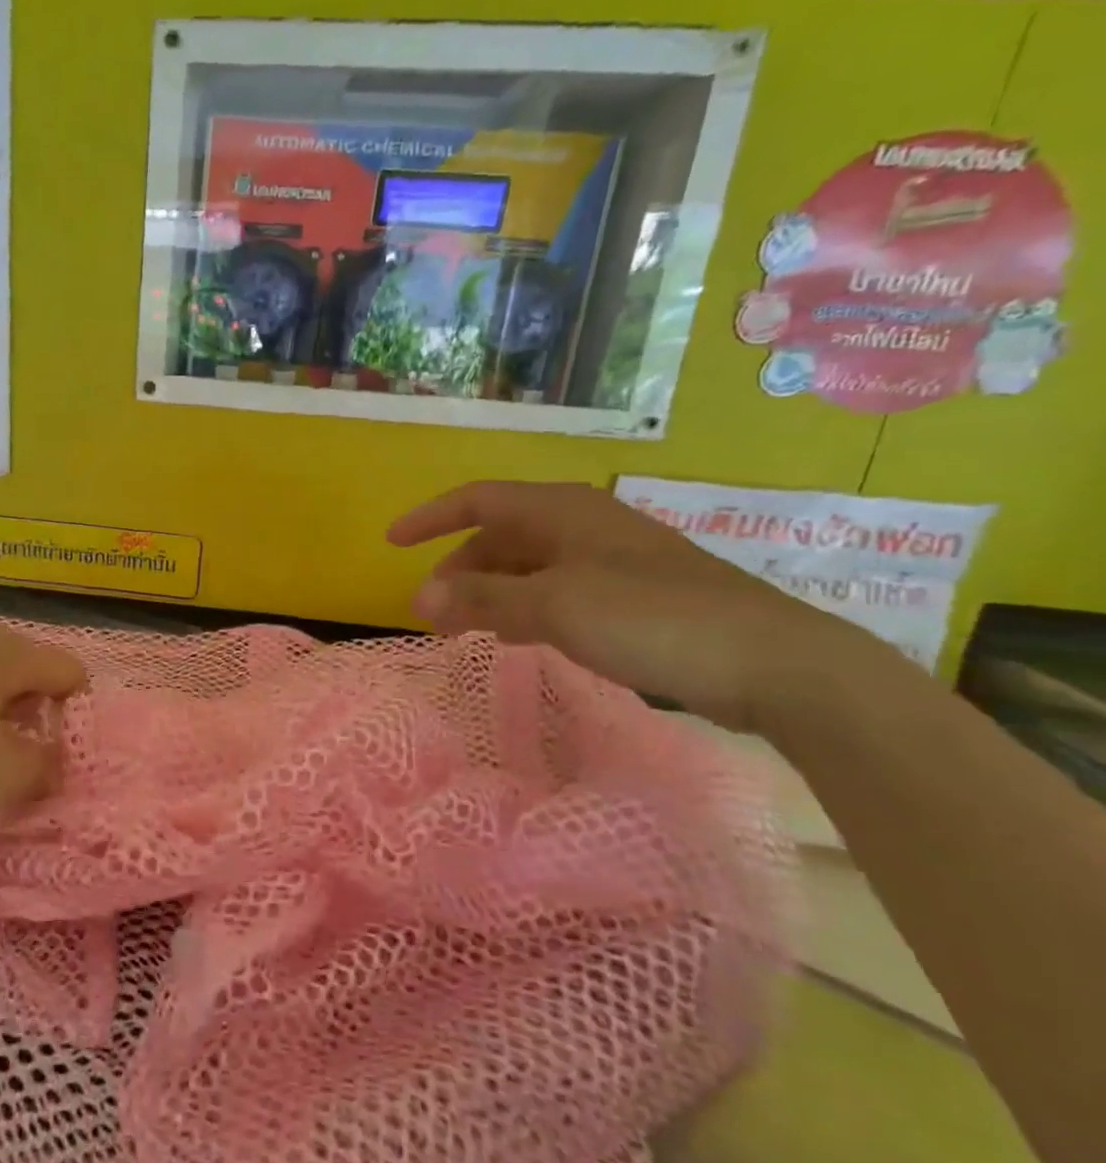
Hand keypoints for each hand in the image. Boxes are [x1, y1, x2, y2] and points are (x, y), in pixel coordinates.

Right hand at [388, 480, 891, 730]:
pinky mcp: (632, 595)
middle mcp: (582, 526)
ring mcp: (610, 560)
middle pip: (500, 537)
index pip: (477, 501)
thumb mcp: (553, 606)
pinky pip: (555, 592)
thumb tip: (421, 596)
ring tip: (463, 630)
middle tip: (431, 612)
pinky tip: (517, 638)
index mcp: (562, 511)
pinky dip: (524, 609)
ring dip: (488, 593)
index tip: (391, 543)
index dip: (429, 518)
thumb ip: (483, 598)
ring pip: (527, 567)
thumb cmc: (650, 617)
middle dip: (458, 570)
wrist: (771, 661)